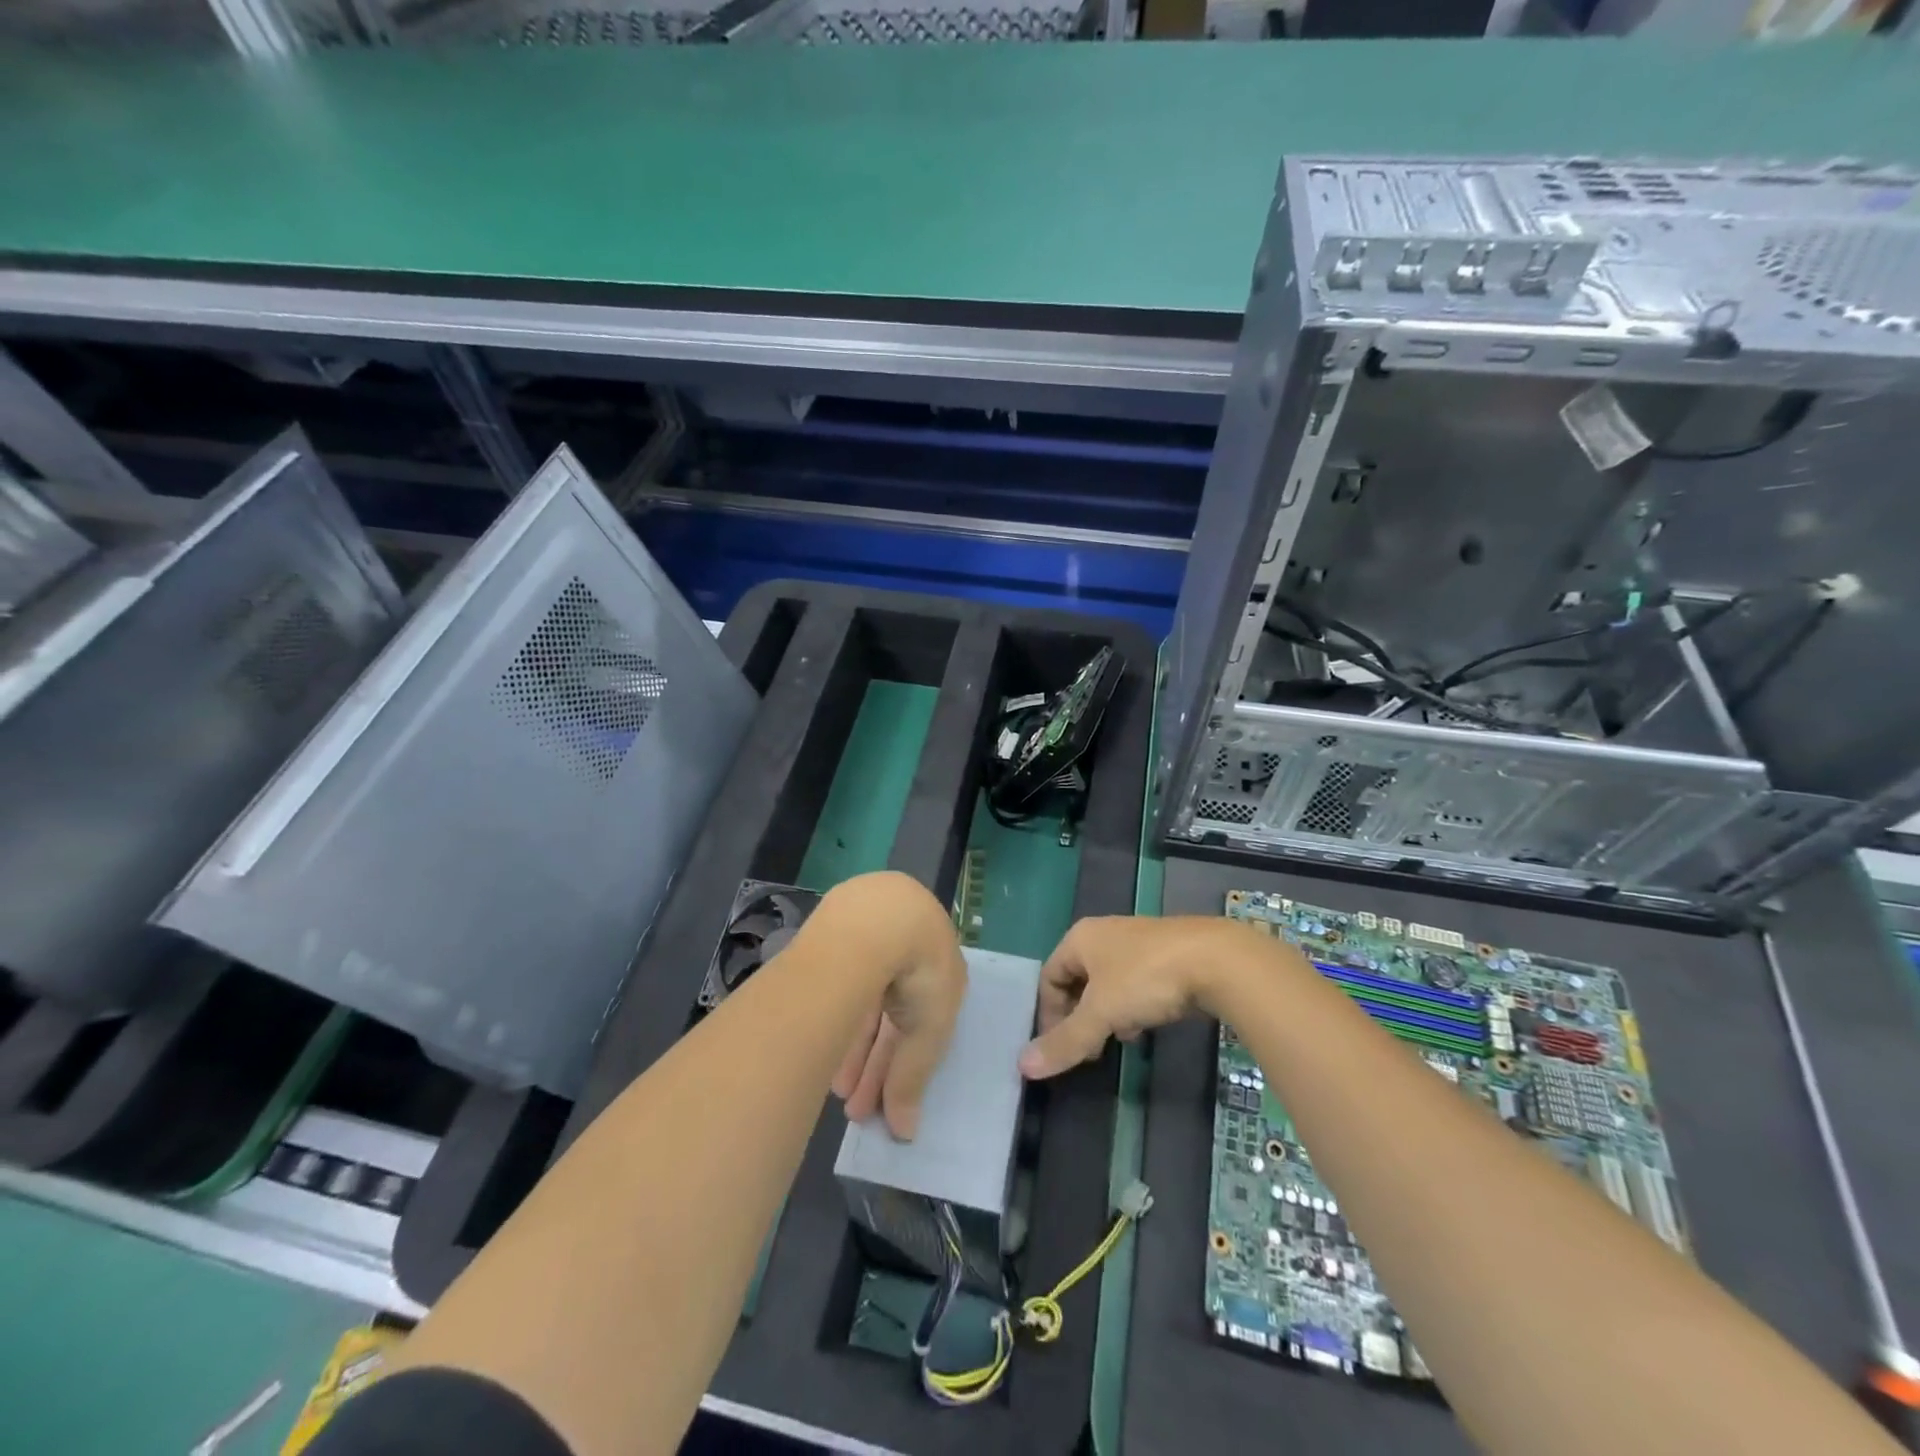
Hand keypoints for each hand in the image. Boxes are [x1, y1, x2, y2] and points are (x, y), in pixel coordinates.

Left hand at [822, 872, 967, 1139]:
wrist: (881, 919)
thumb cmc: (920, 971)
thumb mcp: (928, 1031)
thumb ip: (914, 1077)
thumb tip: (907, 1133)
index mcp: (935, 962)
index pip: (919, 1020)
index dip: (904, 1061)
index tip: (889, 1098)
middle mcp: (902, 948)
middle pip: (887, 1016)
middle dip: (875, 1065)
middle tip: (859, 1110)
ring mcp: (866, 938)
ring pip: (859, 1003)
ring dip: (852, 1051)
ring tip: (838, 1096)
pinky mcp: (833, 935)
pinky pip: (837, 989)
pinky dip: (835, 1022)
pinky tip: (822, 1055)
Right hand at [1019, 915, 1269, 1078]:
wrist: (1217, 960)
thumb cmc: (1146, 979)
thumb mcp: (1101, 1014)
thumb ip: (1066, 1041)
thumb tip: (1022, 1067)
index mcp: (1081, 938)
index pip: (1048, 976)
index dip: (1049, 1014)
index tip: (1062, 1048)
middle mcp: (1105, 934)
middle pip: (1077, 980)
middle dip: (1079, 1016)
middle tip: (1088, 1049)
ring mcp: (1137, 942)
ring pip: (1108, 984)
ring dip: (1107, 1014)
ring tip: (1119, 1039)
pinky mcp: (1166, 954)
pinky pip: (1135, 983)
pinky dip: (1133, 1006)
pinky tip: (1146, 1027)